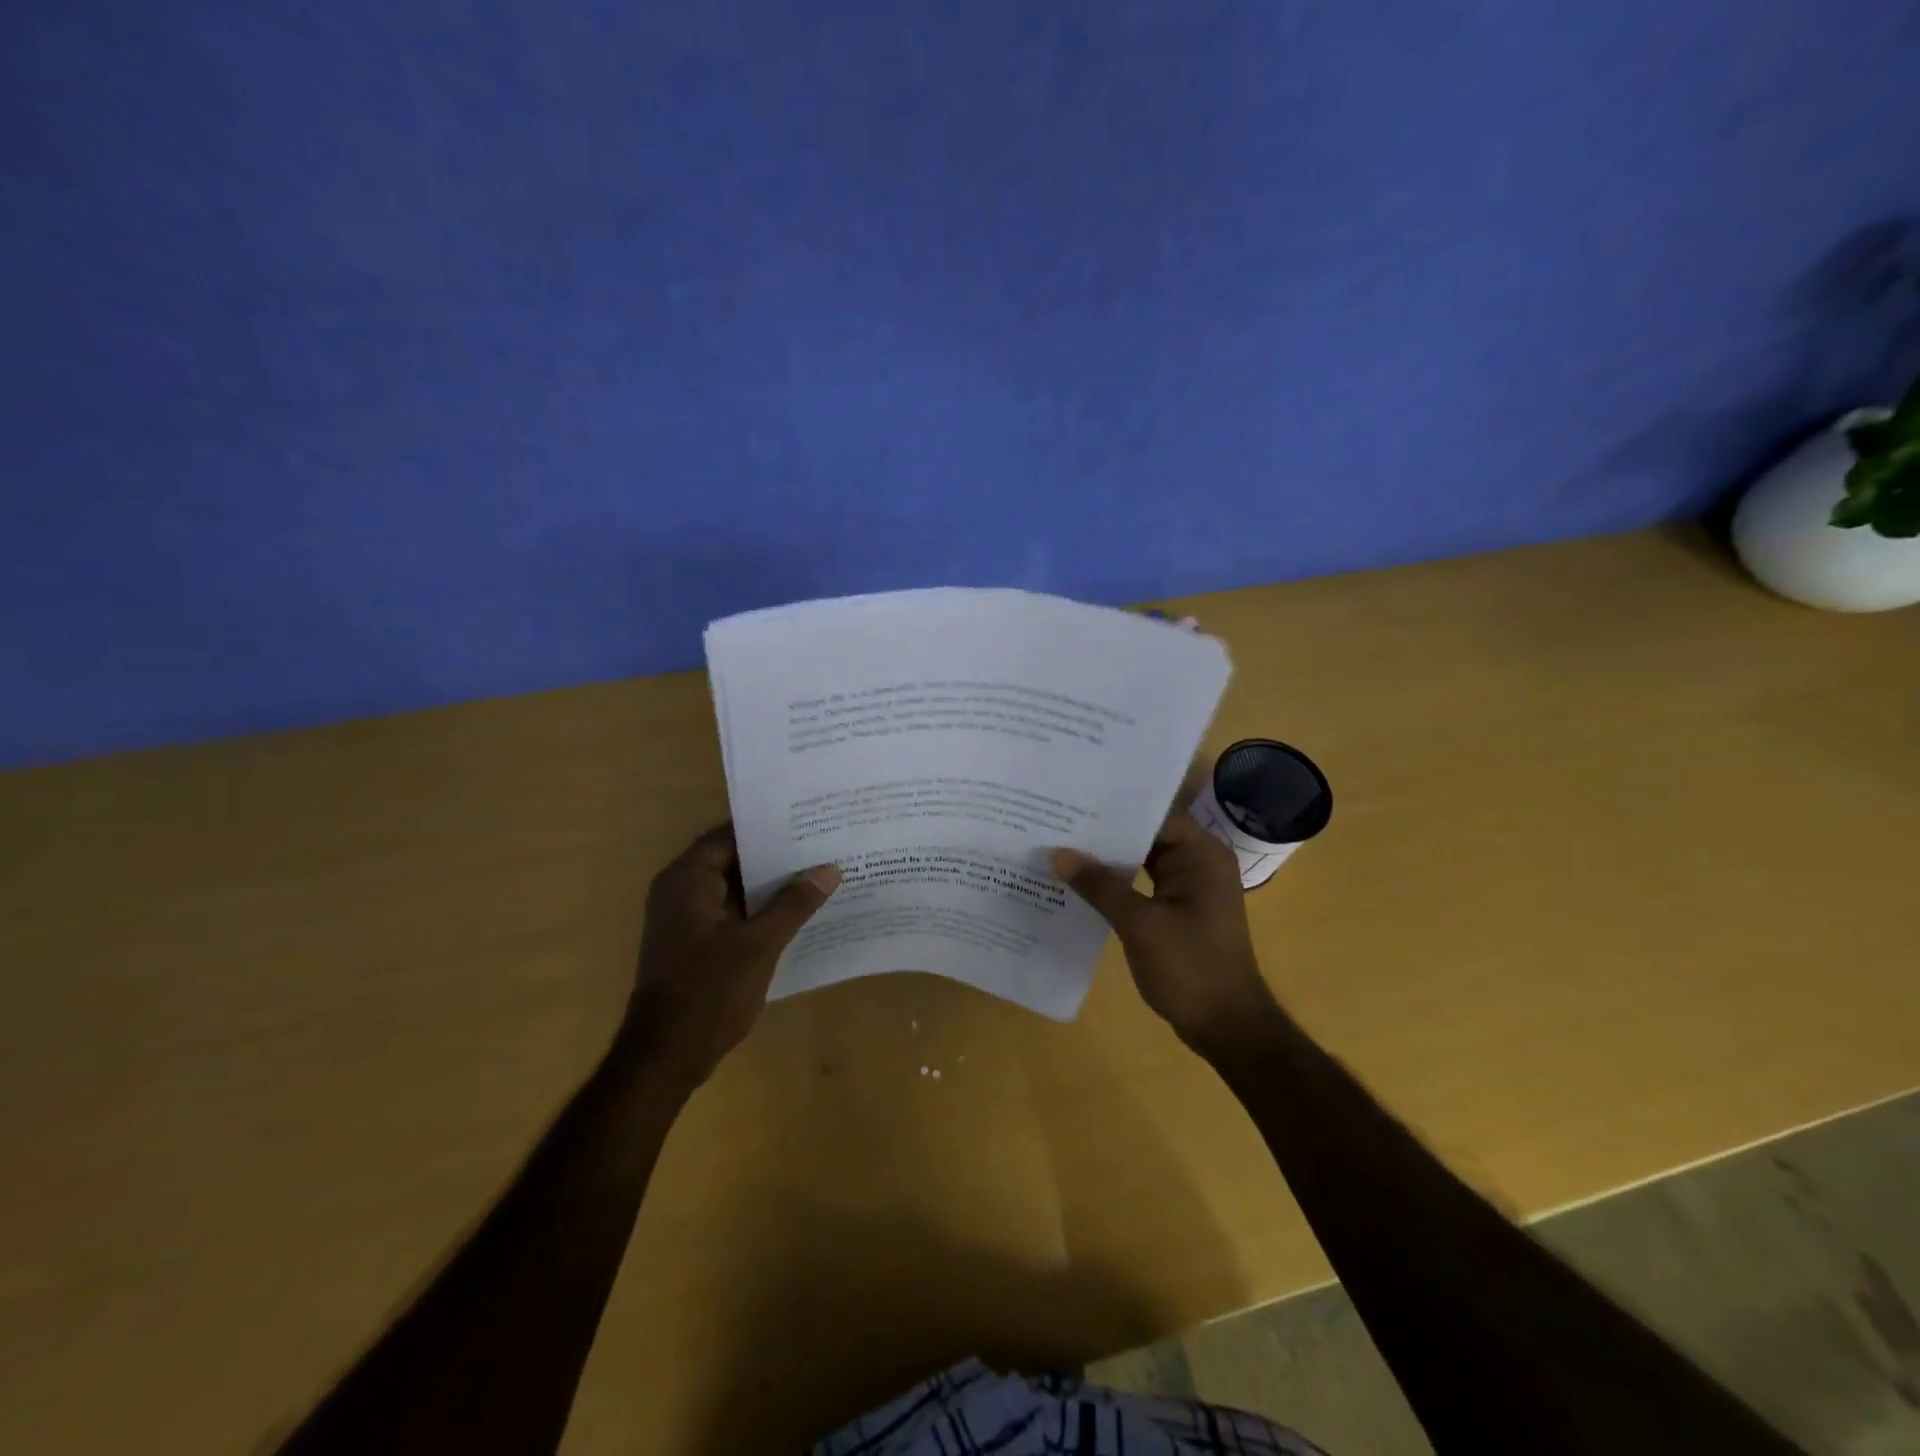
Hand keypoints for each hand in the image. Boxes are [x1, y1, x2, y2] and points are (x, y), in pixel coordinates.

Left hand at [625, 824, 839, 1083]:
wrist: (665, 1057)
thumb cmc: (708, 992)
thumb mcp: (759, 945)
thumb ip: (793, 904)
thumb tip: (828, 869)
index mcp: (687, 879)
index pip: (730, 834)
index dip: (769, 827)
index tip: (808, 821)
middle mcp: (680, 890)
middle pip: (732, 858)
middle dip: (775, 855)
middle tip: (822, 844)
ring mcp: (684, 918)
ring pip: (733, 886)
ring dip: (768, 884)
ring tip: (817, 873)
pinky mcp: (692, 942)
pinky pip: (729, 911)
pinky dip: (757, 908)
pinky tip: (796, 912)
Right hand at [1052, 809, 1279, 1056]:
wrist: (1227, 1027)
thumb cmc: (1190, 968)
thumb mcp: (1140, 924)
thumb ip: (1099, 886)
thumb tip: (1058, 854)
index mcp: (1202, 855)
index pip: (1155, 815)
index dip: (1115, 806)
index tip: (1074, 799)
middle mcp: (1199, 862)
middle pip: (1148, 834)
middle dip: (1106, 830)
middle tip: (1058, 818)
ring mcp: (1190, 887)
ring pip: (1143, 858)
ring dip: (1109, 856)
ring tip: (1062, 842)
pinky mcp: (1179, 908)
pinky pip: (1143, 882)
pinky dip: (1117, 880)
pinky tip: (1081, 879)